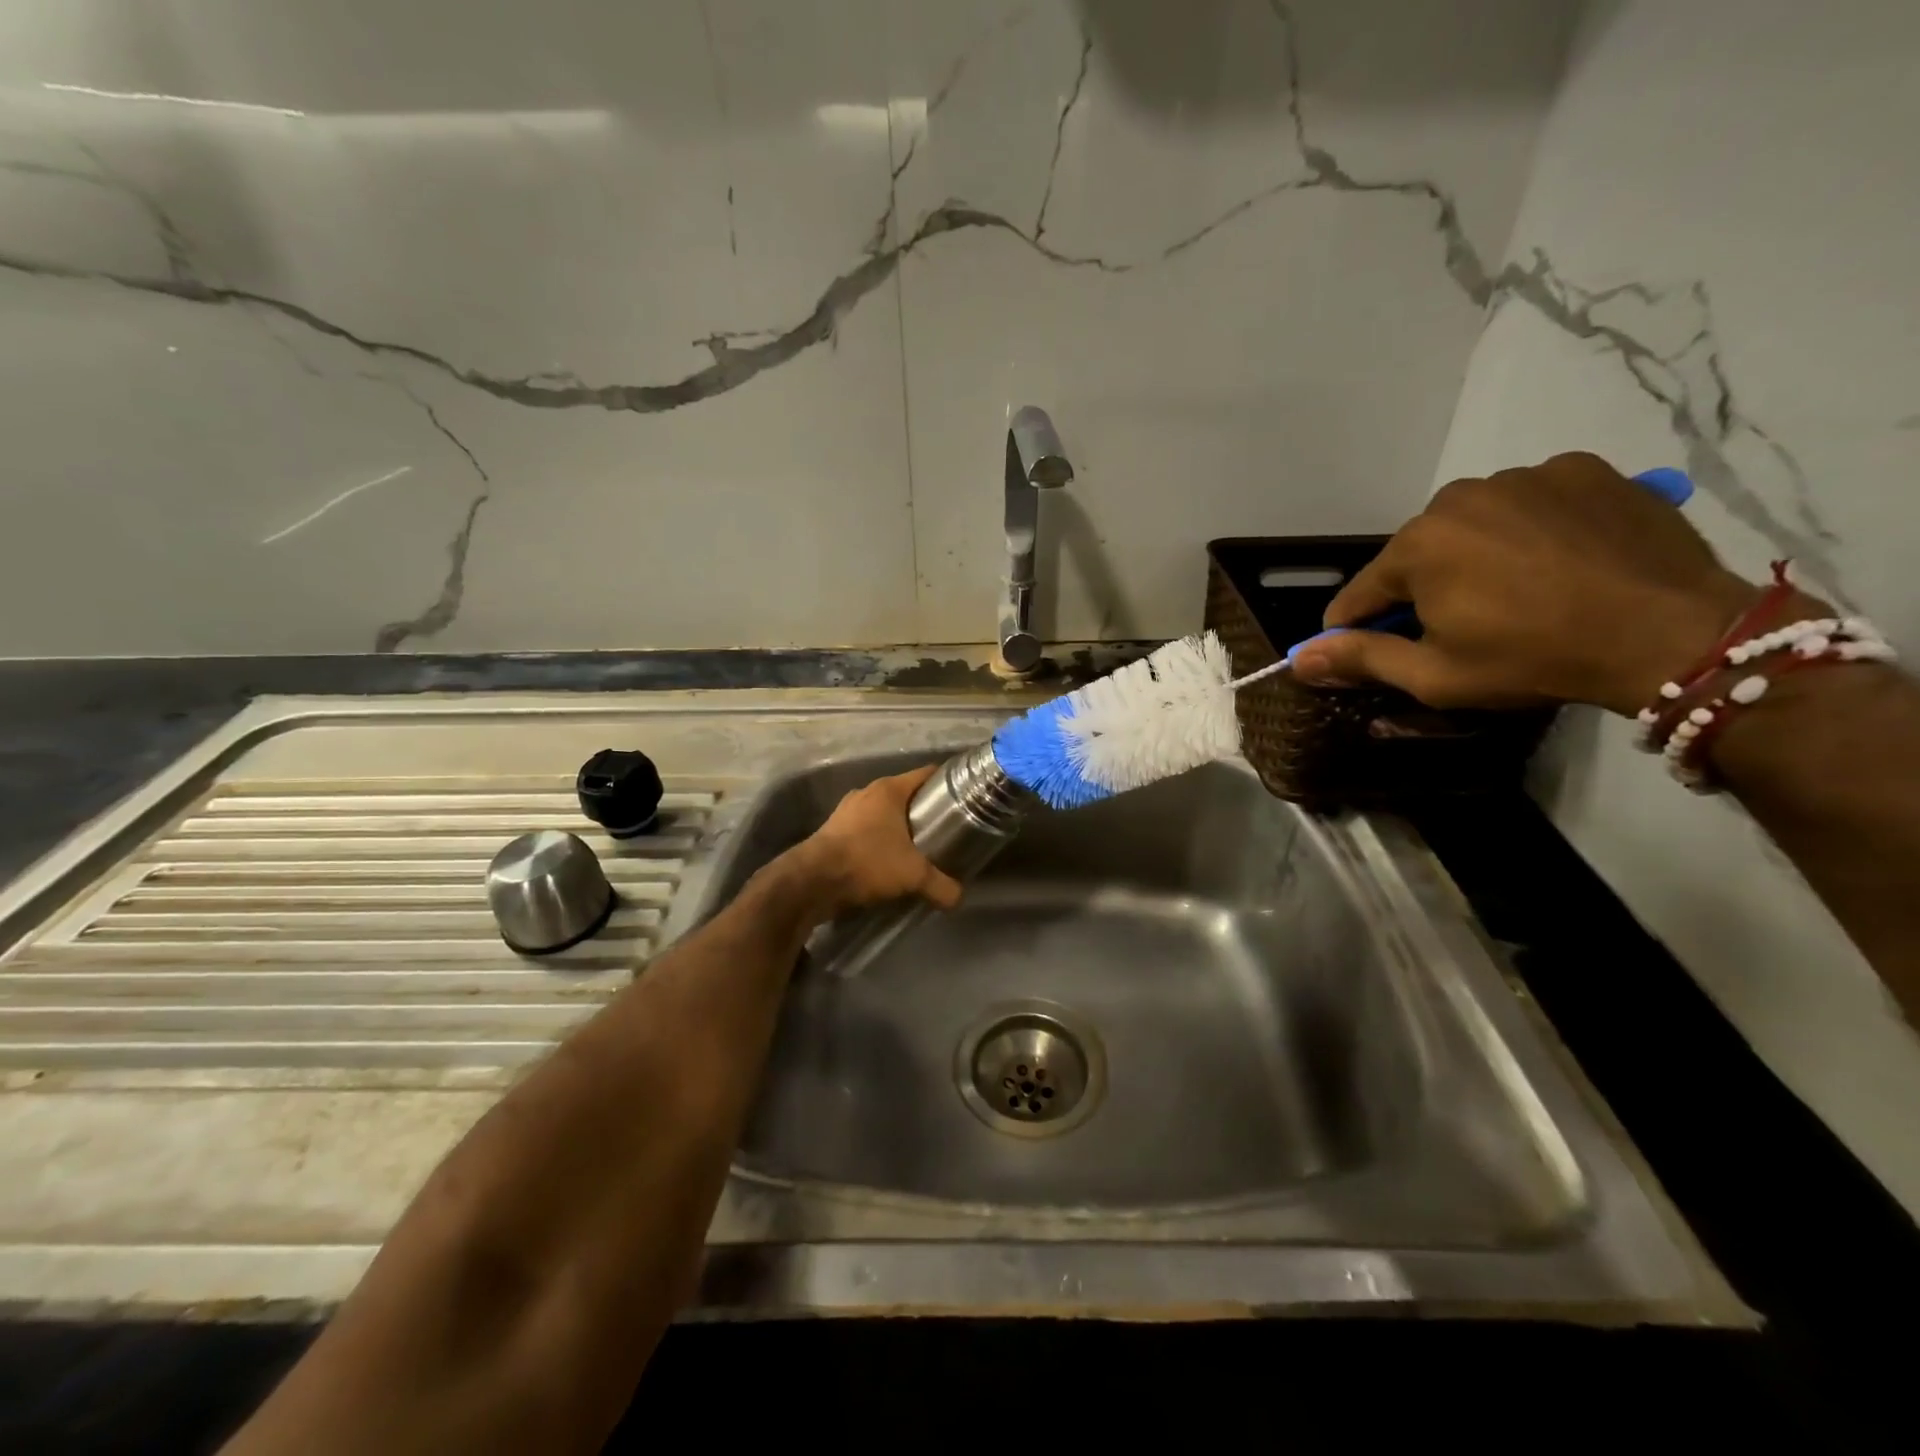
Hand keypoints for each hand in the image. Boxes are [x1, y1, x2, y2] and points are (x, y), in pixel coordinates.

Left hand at [792, 765, 962, 918]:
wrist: (811, 882)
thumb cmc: (867, 862)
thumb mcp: (913, 875)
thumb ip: (941, 885)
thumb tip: (958, 898)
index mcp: (888, 789)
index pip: (926, 774)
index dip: (947, 783)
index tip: (964, 798)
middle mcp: (867, 792)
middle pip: (905, 795)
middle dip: (924, 811)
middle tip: (945, 830)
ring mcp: (846, 811)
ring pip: (883, 814)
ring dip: (899, 828)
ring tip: (918, 848)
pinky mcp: (833, 831)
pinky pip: (865, 830)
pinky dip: (878, 841)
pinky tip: (888, 861)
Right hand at [1292, 452, 1767, 716]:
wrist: (1673, 633)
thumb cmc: (1533, 658)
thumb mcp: (1434, 674)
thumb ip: (1360, 658)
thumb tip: (1296, 659)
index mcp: (1418, 545)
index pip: (1361, 591)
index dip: (1355, 626)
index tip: (1361, 650)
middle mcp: (1461, 496)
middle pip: (1417, 553)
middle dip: (1421, 589)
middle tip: (1457, 628)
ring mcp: (1527, 475)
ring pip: (1472, 523)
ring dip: (1473, 556)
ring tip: (1514, 593)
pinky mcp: (1585, 469)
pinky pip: (1530, 501)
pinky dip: (1529, 528)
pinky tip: (1556, 561)